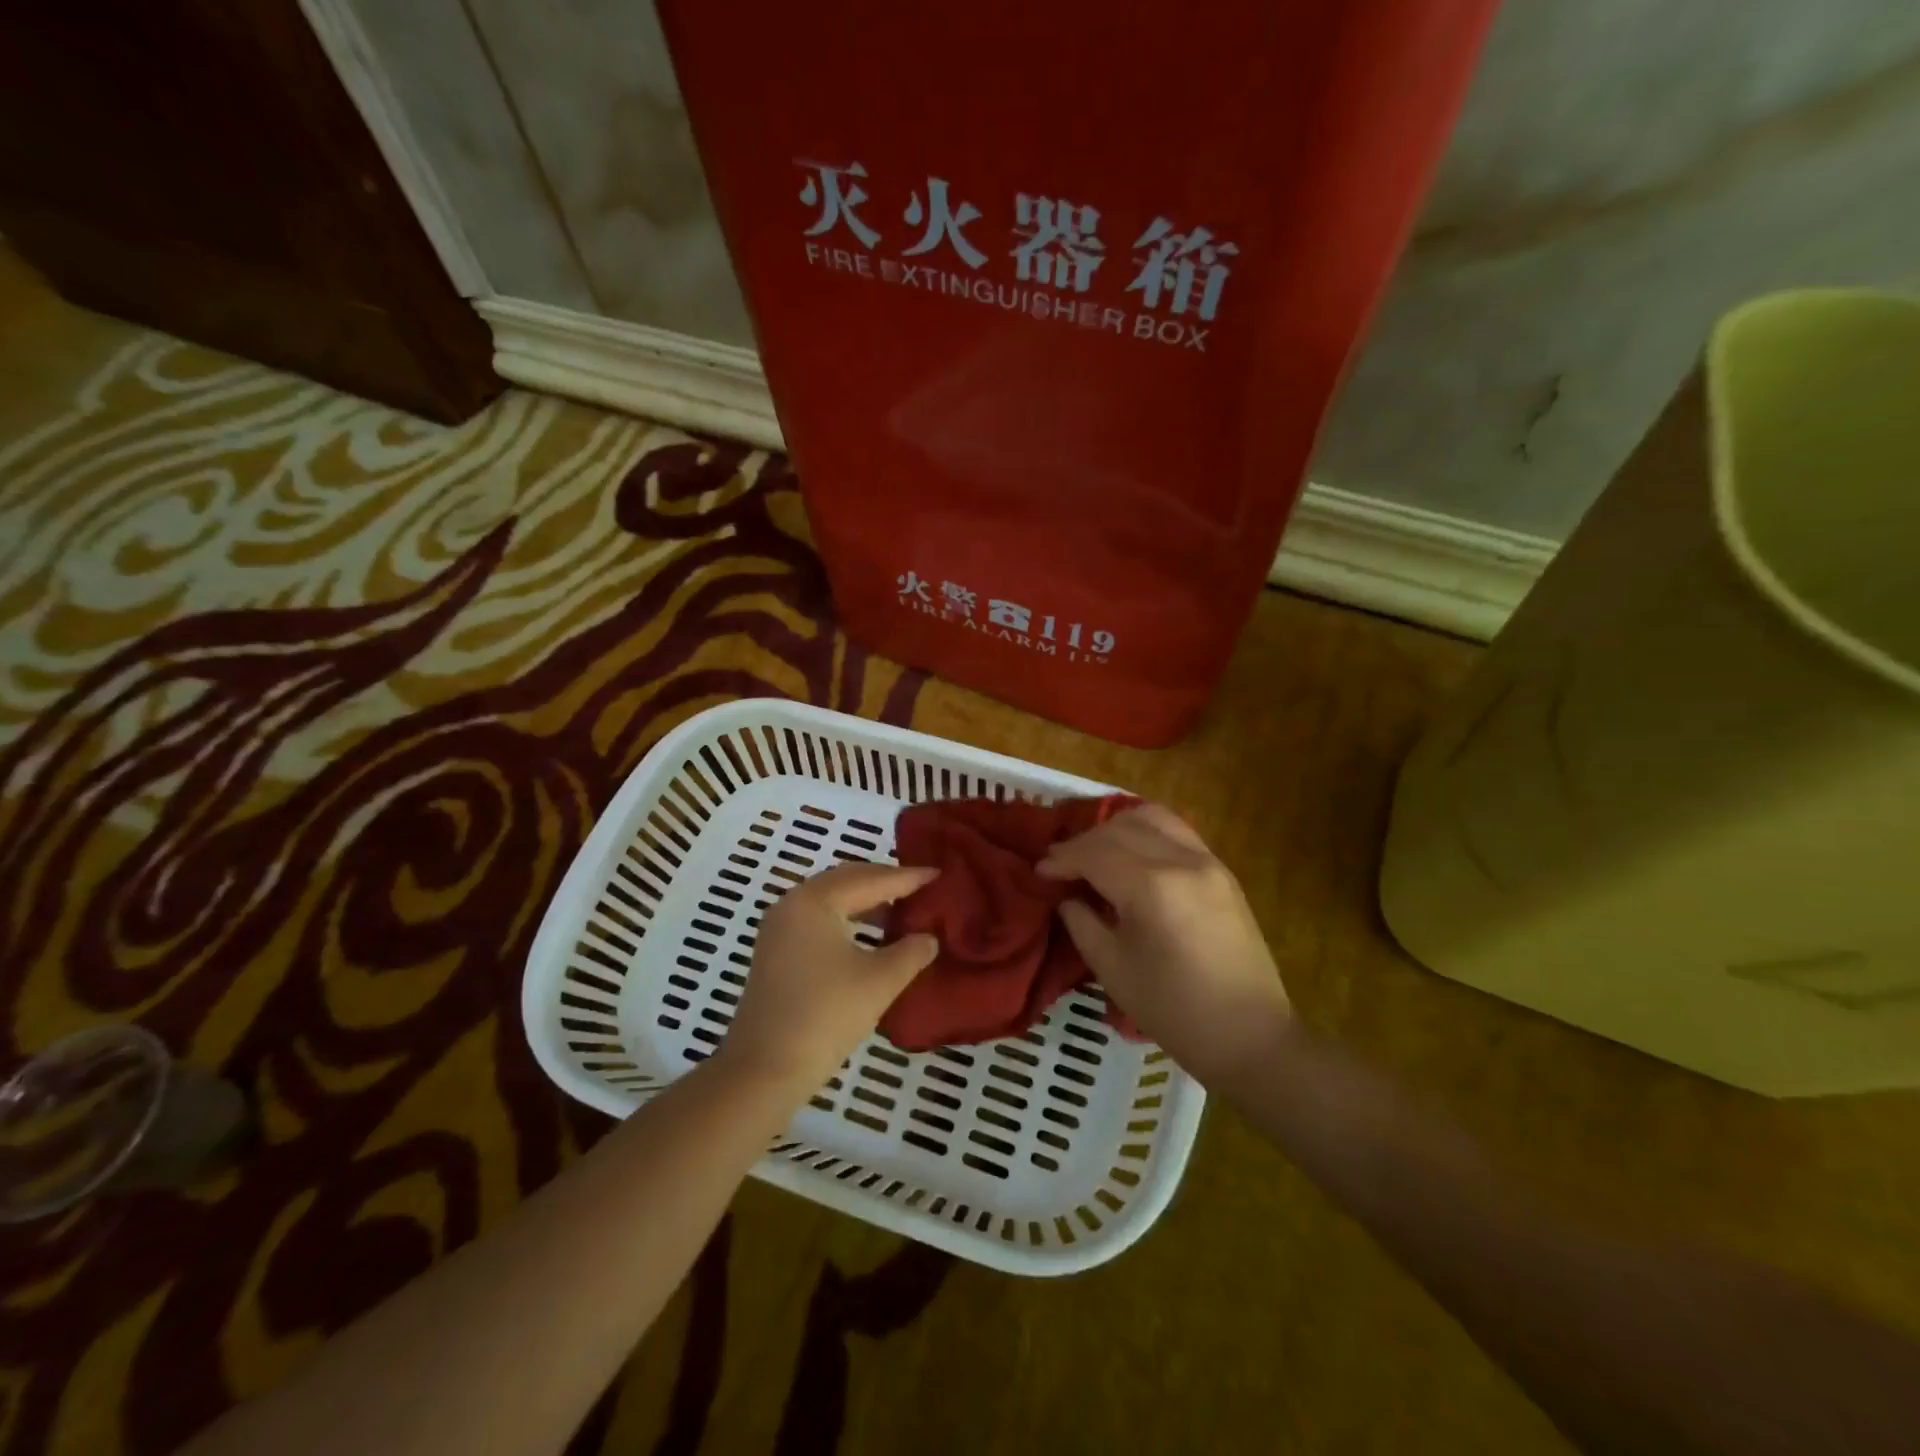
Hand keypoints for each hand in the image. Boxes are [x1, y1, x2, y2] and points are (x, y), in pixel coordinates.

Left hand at [719, 863, 940, 1095]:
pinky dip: (847, 918)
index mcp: (815, 900)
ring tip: (902, 909)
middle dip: (885, 882)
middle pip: (847, 880)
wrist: (765, 1070)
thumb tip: (929, 938)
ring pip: (831, 899)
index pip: (871, 880)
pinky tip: (871, 935)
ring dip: (866, 901)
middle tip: (921, 886)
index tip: (939, 874)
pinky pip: (819, 918)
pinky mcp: (775, 950)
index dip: (908, 877)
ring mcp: (779, 927)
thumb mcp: (880, 981)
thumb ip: (911, 951)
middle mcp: (793, 902)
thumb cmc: (826, 1016)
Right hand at [1037, 804, 1290, 1087]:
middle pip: (1119, 829)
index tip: (1039, 871)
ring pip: (1151, 817)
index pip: (1094, 853)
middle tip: (1062, 865)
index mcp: (1151, 887)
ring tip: (1097, 853)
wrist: (1250, 1037)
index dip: (1062, 859)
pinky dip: (1146, 831)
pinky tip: (1131, 854)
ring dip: (1116, 828)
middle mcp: (1181, 860)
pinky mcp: (1222, 870)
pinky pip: (1177, 830)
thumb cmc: (1174, 1012)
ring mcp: (1208, 860)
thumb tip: (1066, 896)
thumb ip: (1081, 922)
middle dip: (1084, 842)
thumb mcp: (1112, 969)